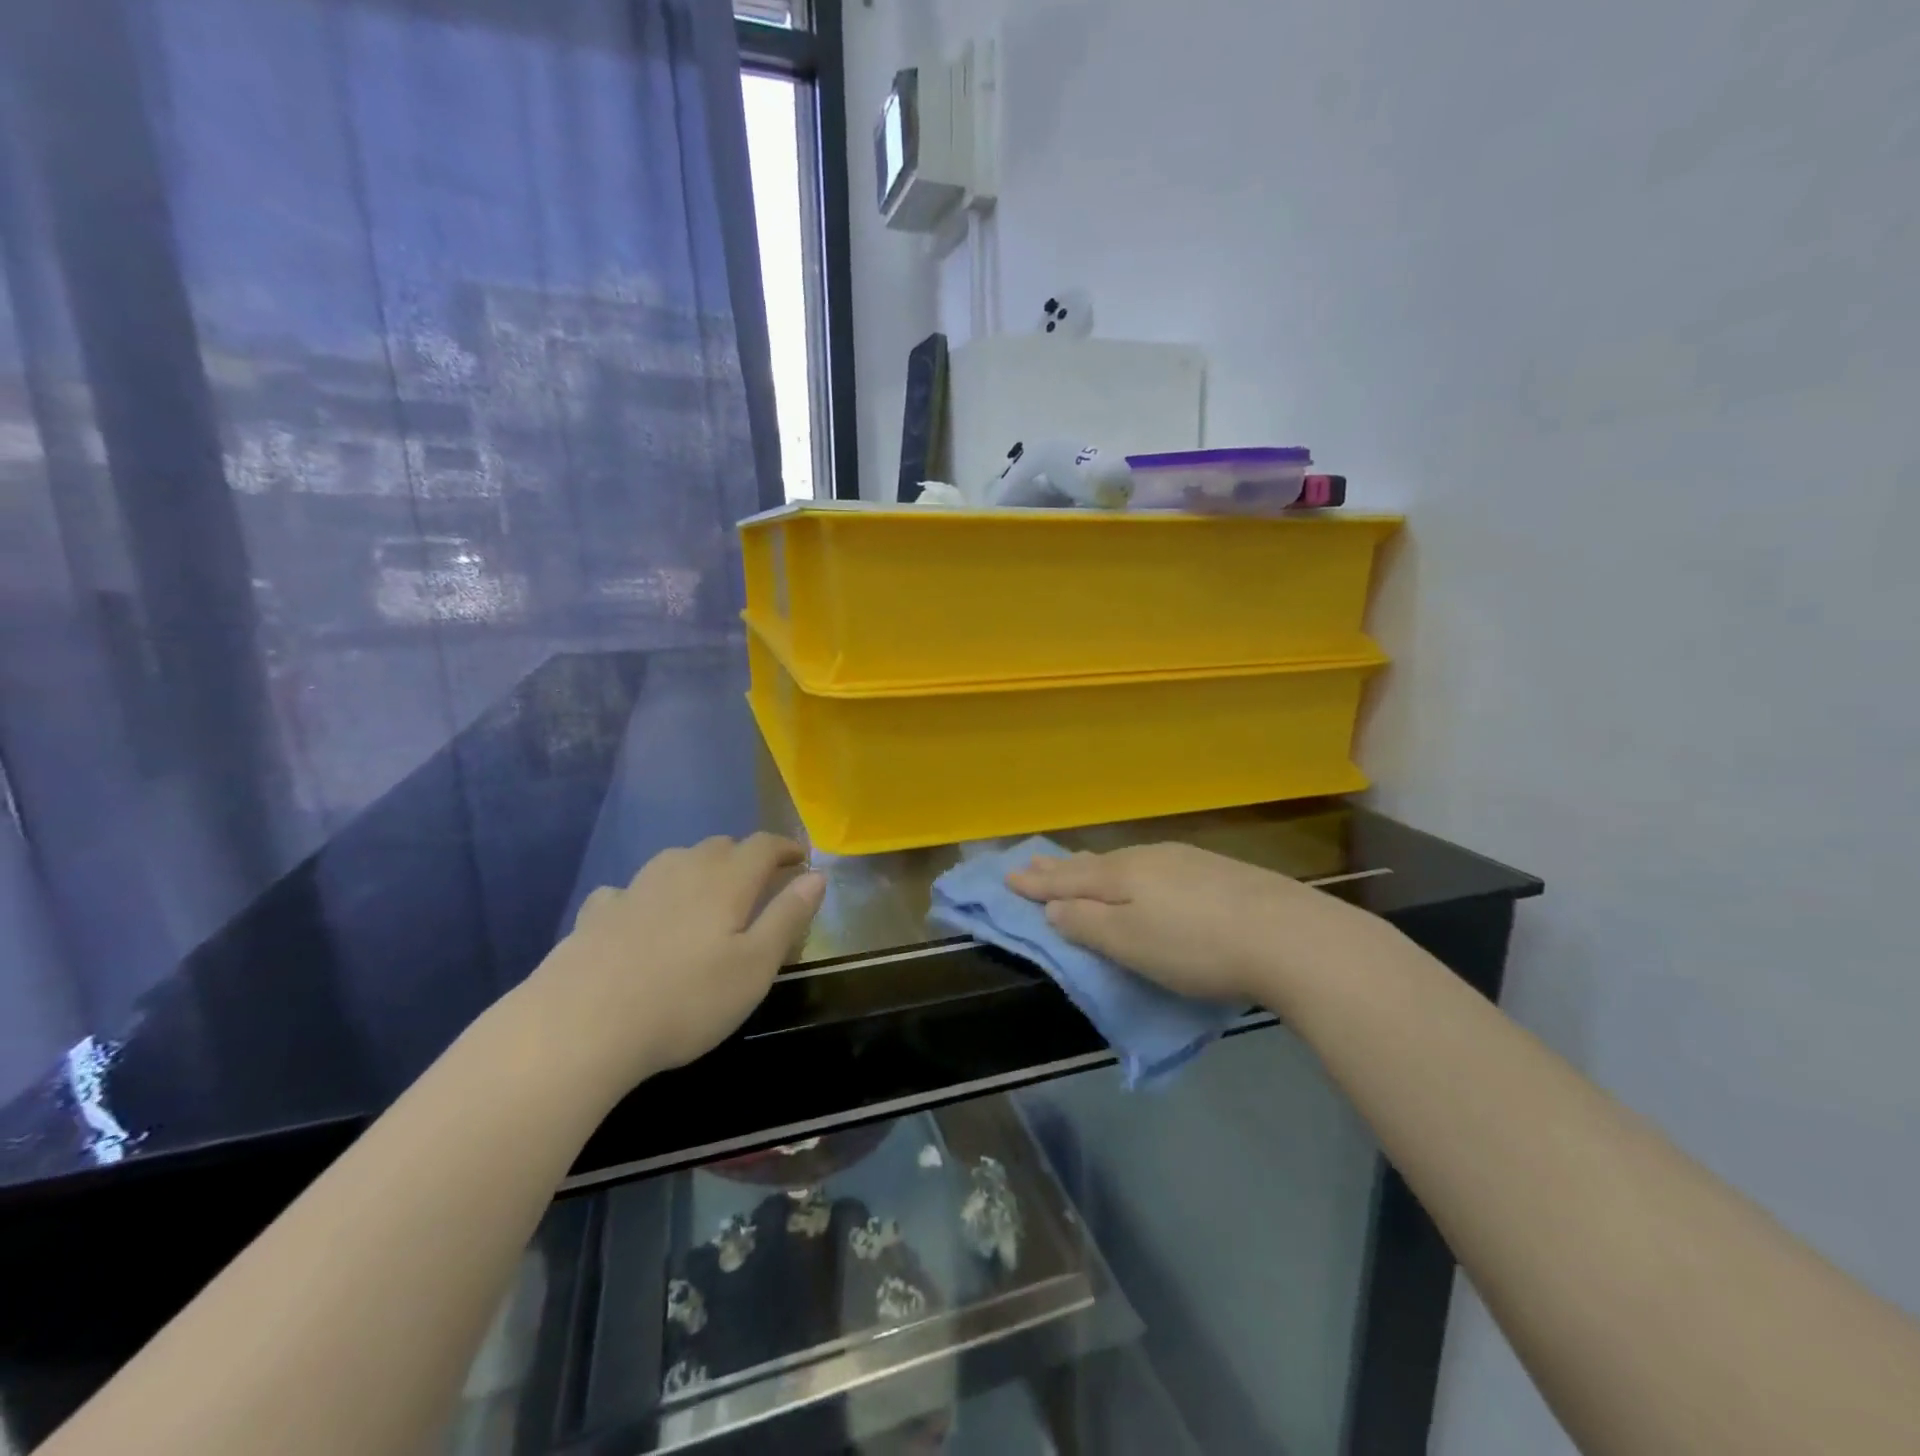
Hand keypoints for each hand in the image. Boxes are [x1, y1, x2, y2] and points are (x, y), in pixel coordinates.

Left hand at [531, 834, 824, 1087]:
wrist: (580, 1026)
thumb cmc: (685, 1000)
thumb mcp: (755, 967)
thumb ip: (788, 917)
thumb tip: (817, 876)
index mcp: (726, 882)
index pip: (763, 846)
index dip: (786, 848)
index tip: (801, 859)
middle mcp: (681, 871)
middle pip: (719, 847)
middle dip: (745, 857)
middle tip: (759, 883)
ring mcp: (634, 889)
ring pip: (675, 861)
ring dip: (698, 869)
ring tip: (706, 895)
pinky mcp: (596, 914)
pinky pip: (629, 890)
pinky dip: (646, 895)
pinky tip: (639, 916)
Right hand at [1007, 842, 1385, 1009]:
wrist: (1288, 935)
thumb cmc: (1196, 947)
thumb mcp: (1130, 943)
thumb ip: (1087, 924)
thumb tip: (1053, 907)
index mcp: (1121, 878)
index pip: (1067, 880)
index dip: (1037, 883)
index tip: (1008, 877)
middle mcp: (1147, 860)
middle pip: (1094, 864)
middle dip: (1061, 867)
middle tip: (1033, 861)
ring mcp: (1184, 861)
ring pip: (1125, 861)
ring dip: (1095, 866)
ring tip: (1080, 865)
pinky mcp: (1216, 872)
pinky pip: (1154, 865)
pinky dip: (1131, 871)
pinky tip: (1143, 875)